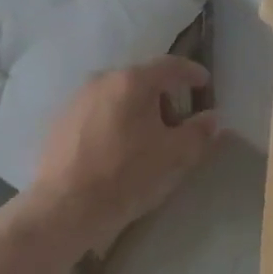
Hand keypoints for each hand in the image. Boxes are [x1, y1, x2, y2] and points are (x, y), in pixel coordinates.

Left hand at [24, 56, 219, 254]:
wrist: (63, 207)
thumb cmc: (125, 175)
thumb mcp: (173, 156)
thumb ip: (198, 133)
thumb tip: (212, 118)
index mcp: (132, 81)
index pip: (170, 66)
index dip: (192, 72)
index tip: (205, 83)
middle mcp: (102, 79)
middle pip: (143, 80)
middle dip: (164, 98)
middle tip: (177, 126)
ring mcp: (77, 98)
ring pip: (119, 95)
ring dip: (138, 111)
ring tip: (146, 142)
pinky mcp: (61, 120)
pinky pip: (98, 111)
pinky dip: (115, 121)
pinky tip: (117, 150)